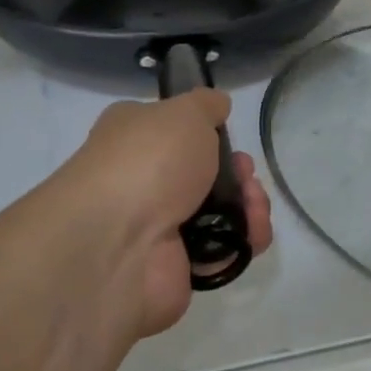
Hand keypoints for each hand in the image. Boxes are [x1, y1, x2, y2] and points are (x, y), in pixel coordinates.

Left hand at [58, 90, 273, 337]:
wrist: (117, 243)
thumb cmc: (149, 160)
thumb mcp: (184, 112)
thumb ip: (206, 105)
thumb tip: (217, 105)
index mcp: (133, 137)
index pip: (173, 130)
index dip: (208, 132)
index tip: (229, 133)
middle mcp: (142, 180)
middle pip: (204, 173)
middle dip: (236, 171)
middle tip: (245, 174)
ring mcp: (159, 226)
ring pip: (219, 212)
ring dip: (248, 204)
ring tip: (254, 204)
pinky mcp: (178, 265)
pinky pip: (222, 250)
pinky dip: (243, 240)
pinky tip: (252, 232)